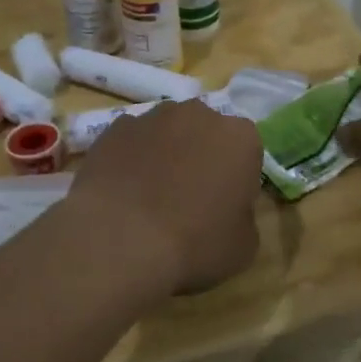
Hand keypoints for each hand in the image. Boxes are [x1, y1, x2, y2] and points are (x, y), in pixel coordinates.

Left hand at [66, 99, 261, 293]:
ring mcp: (152, 117)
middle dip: (201, 157)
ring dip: (165, 154)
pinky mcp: (114, 128)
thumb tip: (229, 209)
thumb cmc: (194, 243)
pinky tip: (122, 192)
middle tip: (189, 199)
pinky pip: (132, 142)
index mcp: (240, 137)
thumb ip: (243, 216)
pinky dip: (130, 159)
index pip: (247, 152)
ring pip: (167, 132)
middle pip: (206, 133)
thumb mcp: (243, 246)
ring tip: (150, 196)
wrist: (120, 240)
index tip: (225, 206)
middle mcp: (199, 115)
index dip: (236, 179)